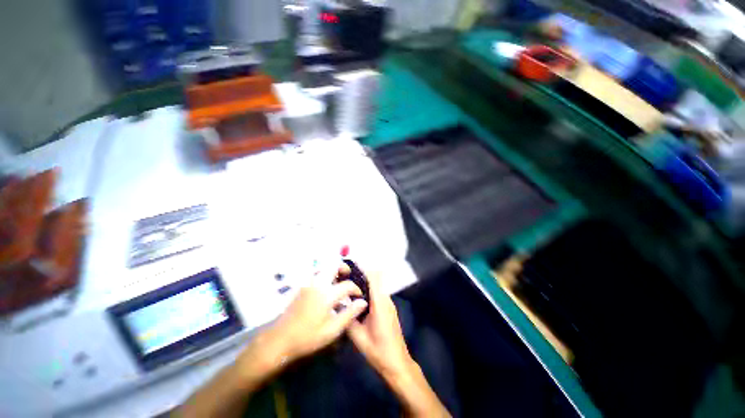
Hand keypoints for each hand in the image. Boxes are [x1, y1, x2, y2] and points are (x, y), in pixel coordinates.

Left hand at [266, 268, 368, 363]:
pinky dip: (325, 276)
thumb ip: (349, 314)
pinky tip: (327, 290)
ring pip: (324, 268)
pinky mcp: (302, 286)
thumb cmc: (307, 337)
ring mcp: (308, 283)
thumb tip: (363, 302)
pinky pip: (317, 274)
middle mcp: (317, 283)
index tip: (359, 296)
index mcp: (326, 294)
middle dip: (344, 268)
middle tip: (349, 277)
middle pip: (334, 265)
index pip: (347, 285)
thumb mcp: (332, 330)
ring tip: (339, 282)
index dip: (356, 289)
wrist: (279, 340)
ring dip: (334, 271)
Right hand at [346, 266, 451, 416]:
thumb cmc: (378, 351)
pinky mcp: (388, 308)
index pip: (373, 278)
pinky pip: (378, 292)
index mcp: (380, 304)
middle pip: (375, 278)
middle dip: (361, 273)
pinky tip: (358, 296)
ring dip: (365, 281)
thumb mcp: (358, 337)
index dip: (363, 268)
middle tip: (345, 274)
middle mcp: (386, 299)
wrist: (397, 363)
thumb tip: (339, 305)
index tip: (350, 264)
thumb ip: (348, 319)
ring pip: (377, 285)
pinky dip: (368, 289)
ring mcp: (389, 303)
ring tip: (349, 283)